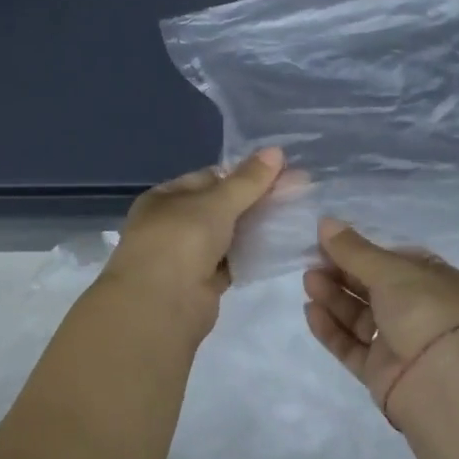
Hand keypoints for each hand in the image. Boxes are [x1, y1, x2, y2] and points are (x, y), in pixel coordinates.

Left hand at [99, 149, 285, 330]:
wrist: (160, 307)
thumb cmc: (180, 242)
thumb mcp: (215, 203)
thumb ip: (247, 181)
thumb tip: (276, 151)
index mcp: (164, 199)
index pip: (208, 177)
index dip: (243, 173)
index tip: (280, 171)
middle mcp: (172, 225)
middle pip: (220, 206)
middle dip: (255, 199)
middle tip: (298, 190)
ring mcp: (186, 256)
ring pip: (227, 235)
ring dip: (256, 227)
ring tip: (295, 214)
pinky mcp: (202, 284)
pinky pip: (231, 262)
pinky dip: (251, 255)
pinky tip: (280, 245)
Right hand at [304, 217, 458, 410]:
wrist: (447, 386)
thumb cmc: (427, 312)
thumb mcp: (391, 271)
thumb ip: (354, 250)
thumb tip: (325, 222)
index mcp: (433, 280)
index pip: (393, 260)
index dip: (361, 250)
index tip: (328, 241)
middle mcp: (418, 310)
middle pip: (373, 287)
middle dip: (343, 273)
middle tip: (312, 261)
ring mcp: (400, 343)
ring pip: (360, 316)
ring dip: (334, 298)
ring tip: (309, 282)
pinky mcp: (381, 371)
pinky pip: (352, 346)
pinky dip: (332, 329)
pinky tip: (310, 311)